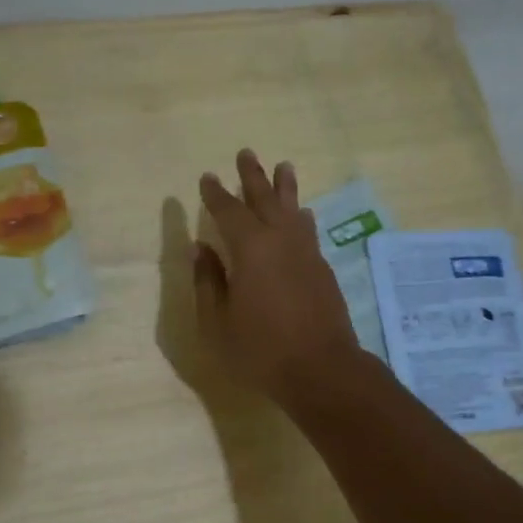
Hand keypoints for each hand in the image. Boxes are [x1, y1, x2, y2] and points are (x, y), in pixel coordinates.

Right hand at [195, 150, 363, 404]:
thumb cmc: (261, 350)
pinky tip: (304, 214)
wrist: (321, 369)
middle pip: (265, 198)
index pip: (228, 211)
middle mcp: (280, 240)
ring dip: (285, 188)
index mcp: (250, 249)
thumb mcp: (219, 322)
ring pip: (294, 209)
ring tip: (284, 166)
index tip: (207, 178)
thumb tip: (200, 250)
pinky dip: (302, 216)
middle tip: (246, 153)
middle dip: (253, 176)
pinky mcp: (322, 269)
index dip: (216, 194)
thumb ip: (208, 282)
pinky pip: (309, 230)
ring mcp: (306, 253)